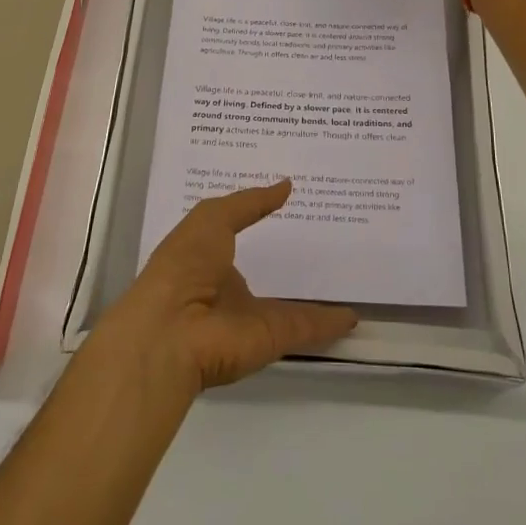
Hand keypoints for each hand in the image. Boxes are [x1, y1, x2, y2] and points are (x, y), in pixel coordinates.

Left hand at [94, 180, 357, 392]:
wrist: (171, 333)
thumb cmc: (184, 264)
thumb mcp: (212, 218)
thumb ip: (250, 203)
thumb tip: (286, 185)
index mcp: (208, 257)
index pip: (237, 234)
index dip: (259, 219)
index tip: (290, 202)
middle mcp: (228, 288)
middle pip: (265, 271)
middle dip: (289, 258)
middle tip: (328, 236)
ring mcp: (250, 316)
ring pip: (289, 304)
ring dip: (314, 296)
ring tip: (347, 276)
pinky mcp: (271, 339)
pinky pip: (305, 327)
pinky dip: (329, 323)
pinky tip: (353, 314)